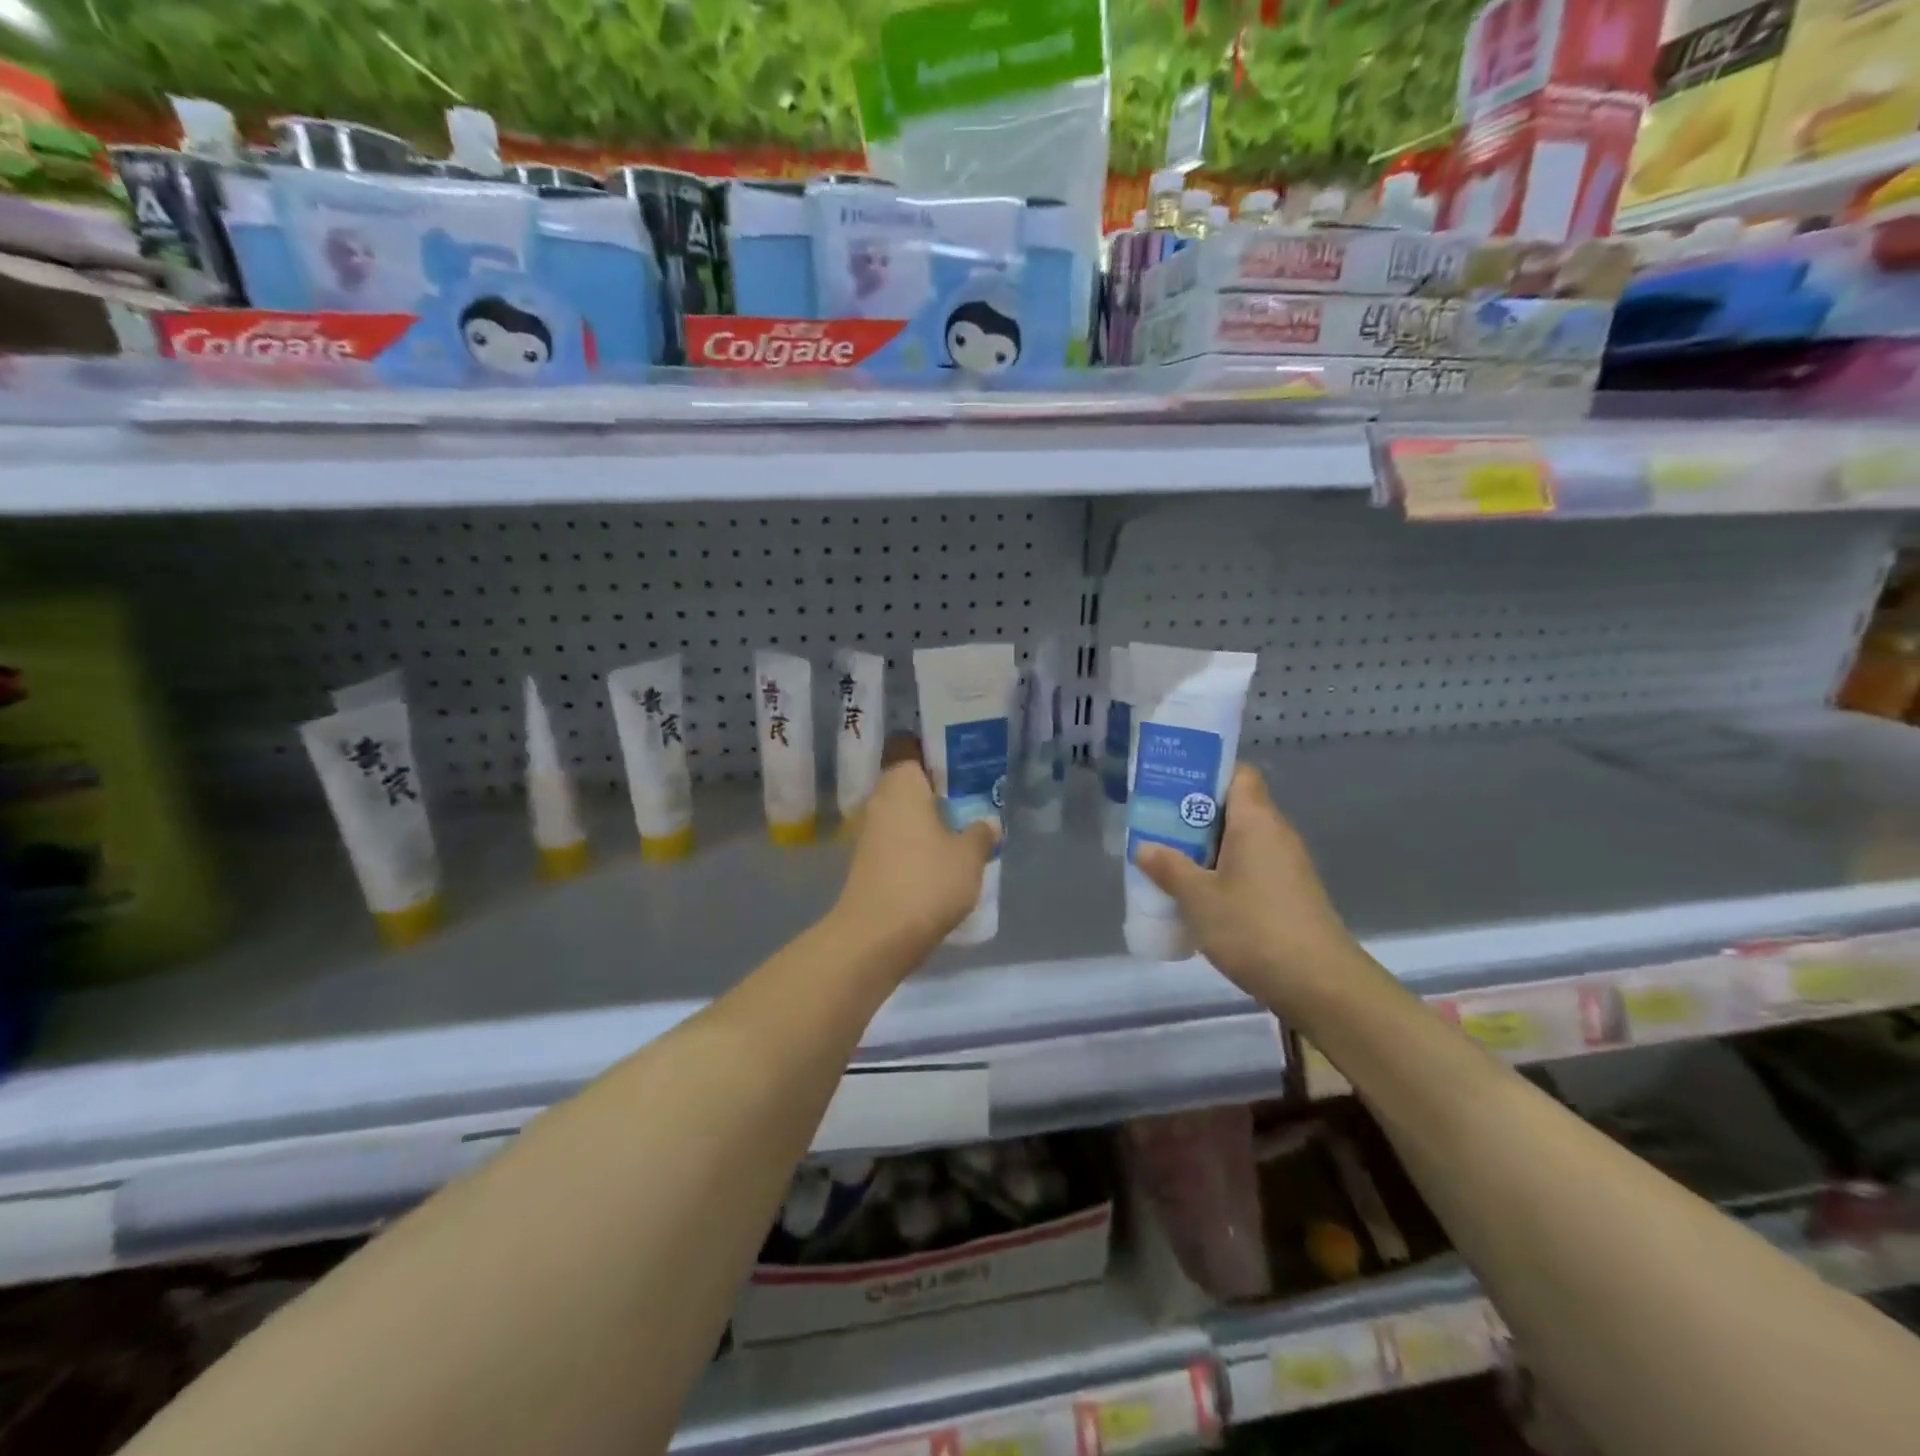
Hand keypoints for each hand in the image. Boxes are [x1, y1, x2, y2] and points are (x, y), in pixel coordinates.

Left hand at [832, 737, 999, 961]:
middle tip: (972, 799)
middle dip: (938, 790)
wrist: (876, 936)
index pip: (911, 747)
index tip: (963, 763)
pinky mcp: (866, 862)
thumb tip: (988, 821)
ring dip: (927, 820)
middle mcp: (879, 799)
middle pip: (910, 782)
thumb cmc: (926, 881)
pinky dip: (916, 845)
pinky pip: (896, 840)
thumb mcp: (969, 855)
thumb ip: (981, 832)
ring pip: (903, 813)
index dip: (936, 751)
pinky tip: (940, 862)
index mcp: (901, 782)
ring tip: (962, 832)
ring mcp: (868, 832)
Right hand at [1135, 764, 1358, 1013]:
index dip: (1206, 773)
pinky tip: (1199, 893)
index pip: (1237, 773)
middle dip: (1195, 814)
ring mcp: (1287, 865)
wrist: (1320, 985)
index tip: (1172, 786)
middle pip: (1234, 806)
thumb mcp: (1198, 898)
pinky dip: (1224, 871)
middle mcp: (1276, 833)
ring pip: (1241, 840)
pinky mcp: (1290, 893)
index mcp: (1256, 820)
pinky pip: (1251, 866)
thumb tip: (1145, 847)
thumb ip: (1169, 868)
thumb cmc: (1254, 928)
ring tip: (1170, 859)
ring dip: (1207, 847)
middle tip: (1158, 825)